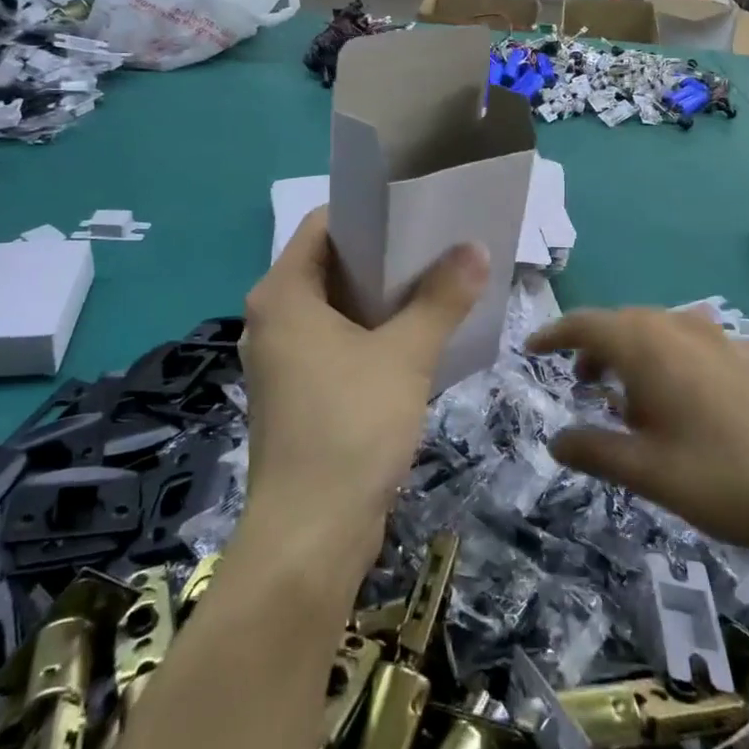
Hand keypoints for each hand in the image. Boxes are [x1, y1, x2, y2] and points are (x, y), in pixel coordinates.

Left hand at [241, 209, 488, 567]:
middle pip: (331, 265)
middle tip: (438, 247)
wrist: (310, 535)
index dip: (369, 214)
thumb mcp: (405, 355)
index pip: (323, 225)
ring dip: (383, 299)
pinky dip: (372, 335)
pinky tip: (416, 339)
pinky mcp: (298, 394)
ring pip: (337, 309)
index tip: (416, 213)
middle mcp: (273, 319)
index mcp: (282, 294)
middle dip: (384, 257)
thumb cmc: (350, 426)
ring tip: (437, 286)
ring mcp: (283, 360)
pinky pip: (337, 344)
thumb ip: (441, 298)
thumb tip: (476, 248)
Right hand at [529, 307, 748, 576]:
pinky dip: (669, 363)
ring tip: (629, 401)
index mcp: (647, 346)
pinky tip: (685, 406)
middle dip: (594, 348)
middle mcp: (681, 328)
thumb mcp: (648, 473)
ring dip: (632, 356)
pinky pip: (693, 345)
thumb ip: (594, 451)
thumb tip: (556, 440)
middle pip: (622, 323)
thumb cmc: (727, 479)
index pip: (585, 324)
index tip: (531, 350)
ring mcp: (722, 338)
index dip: (554, 334)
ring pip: (659, 333)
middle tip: (580, 383)